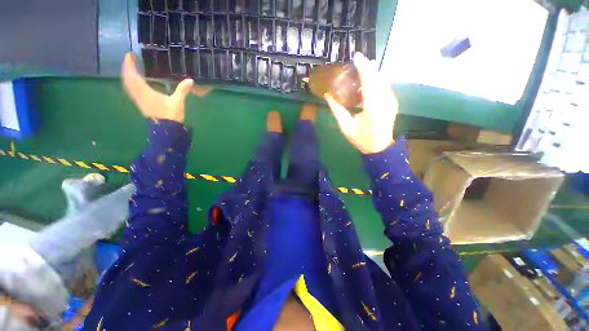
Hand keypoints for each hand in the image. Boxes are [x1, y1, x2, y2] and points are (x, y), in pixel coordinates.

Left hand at [122, 53, 193, 122]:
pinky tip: (135, 83)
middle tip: (129, 60)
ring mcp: (139, 100)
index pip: (133, 76)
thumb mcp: (178, 102)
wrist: (167, 130)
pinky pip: (132, 91)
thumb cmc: (171, 115)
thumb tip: (190, 80)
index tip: (129, 55)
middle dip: (127, 69)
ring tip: (131, 69)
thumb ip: (182, 90)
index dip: (130, 65)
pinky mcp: (141, 104)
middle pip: (128, 79)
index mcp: (145, 92)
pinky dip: (131, 84)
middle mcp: (139, 95)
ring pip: (128, 85)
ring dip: (127, 76)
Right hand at [324, 53, 397, 153]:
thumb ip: (337, 110)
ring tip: (364, 65)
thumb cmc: (361, 139)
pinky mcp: (393, 102)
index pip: (369, 84)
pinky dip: (377, 80)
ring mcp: (391, 102)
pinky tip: (371, 78)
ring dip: (373, 72)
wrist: (379, 147)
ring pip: (383, 81)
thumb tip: (327, 96)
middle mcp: (385, 102)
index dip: (363, 69)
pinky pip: (385, 86)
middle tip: (359, 58)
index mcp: (373, 109)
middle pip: (378, 79)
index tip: (356, 57)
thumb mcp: (346, 127)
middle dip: (368, 67)